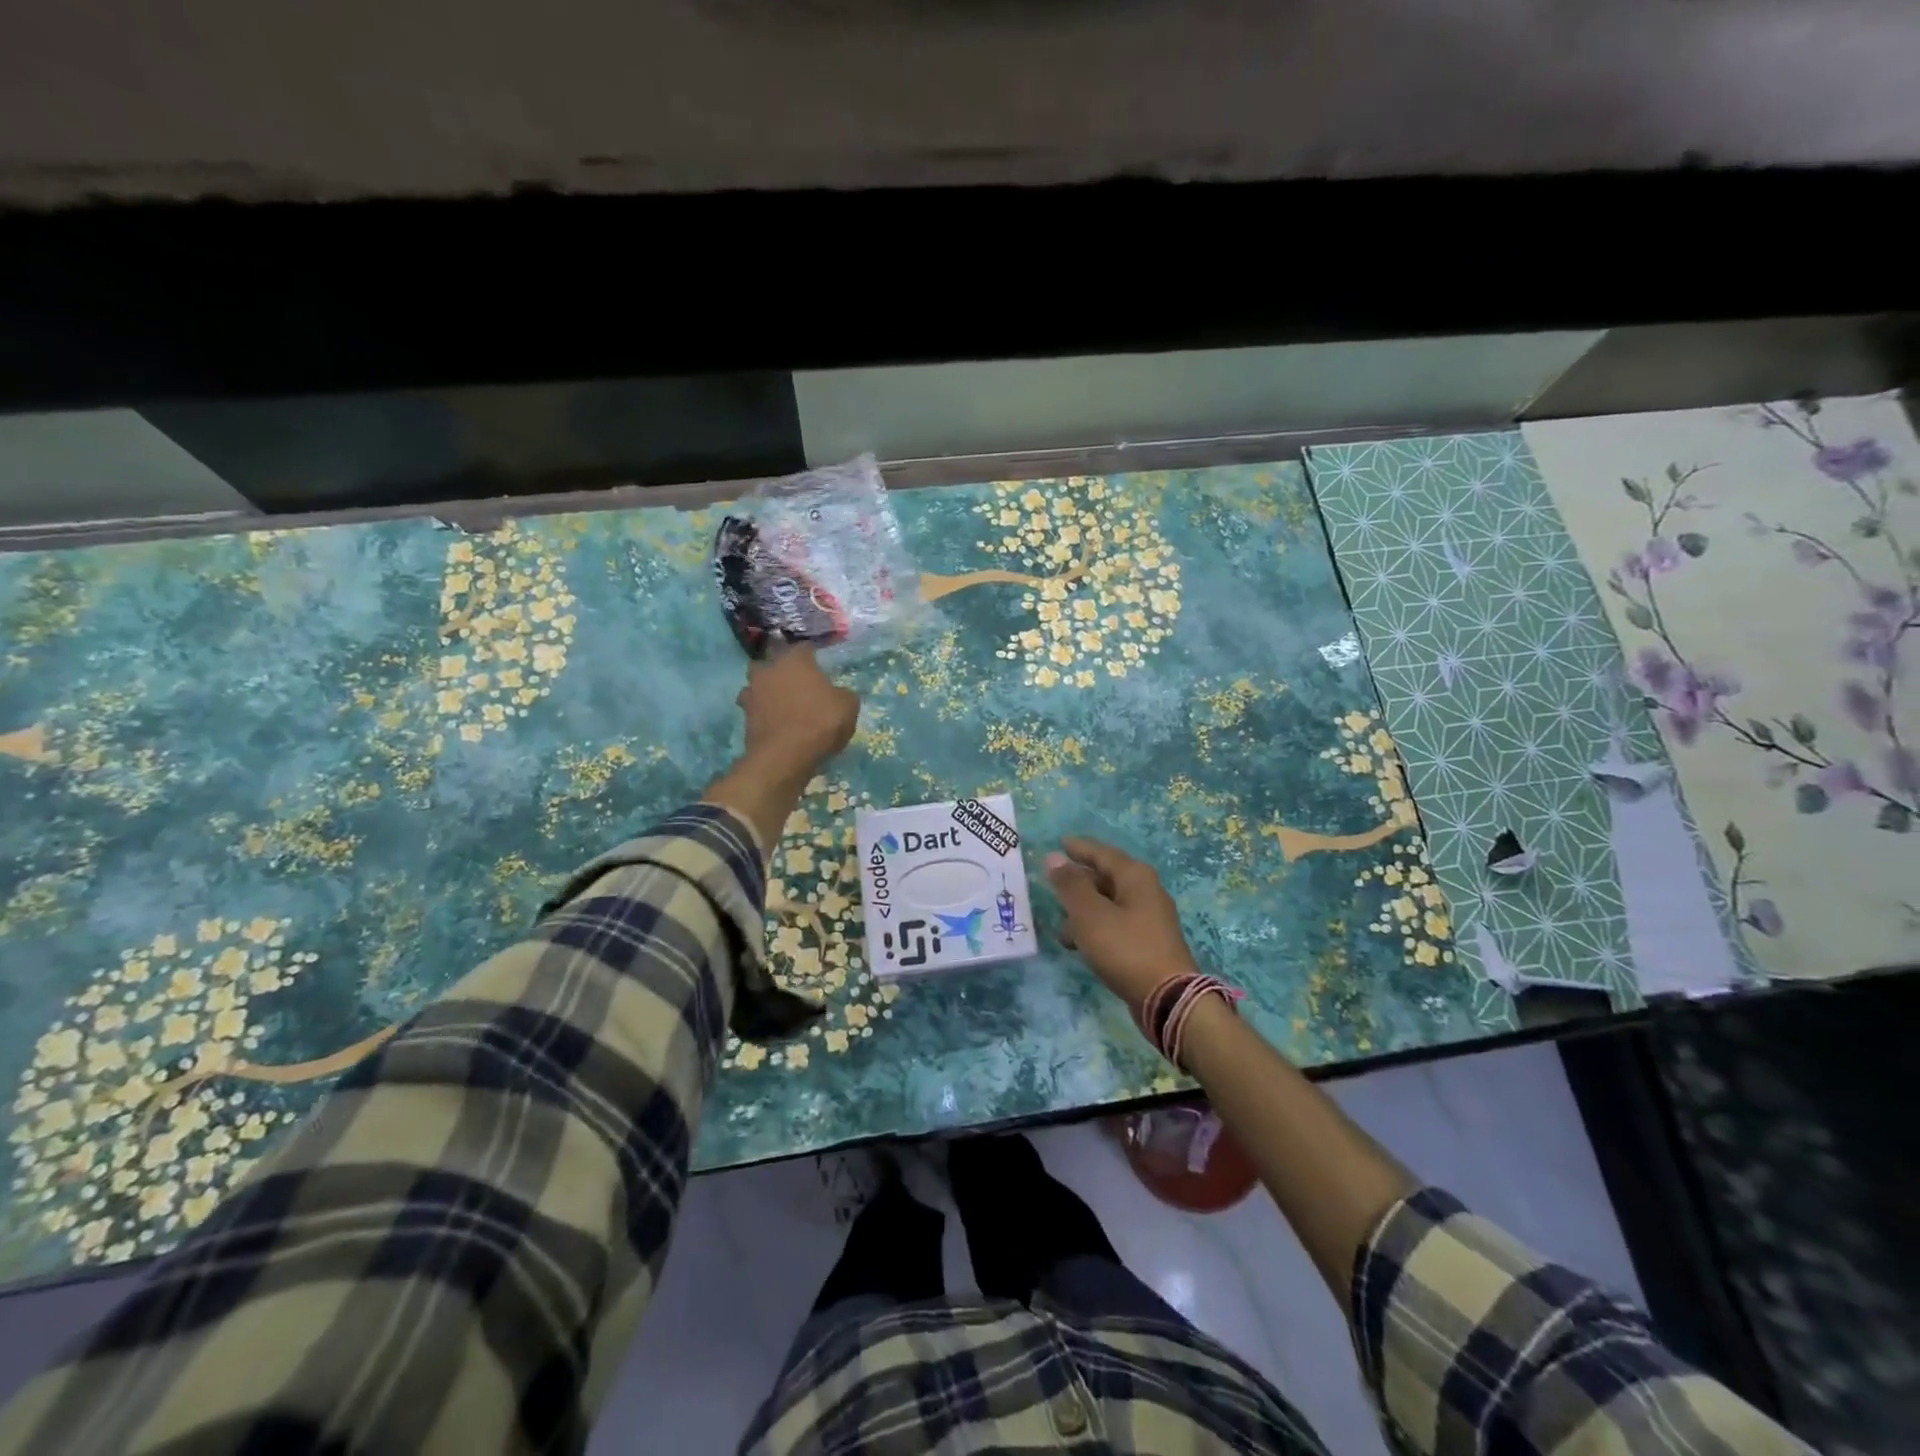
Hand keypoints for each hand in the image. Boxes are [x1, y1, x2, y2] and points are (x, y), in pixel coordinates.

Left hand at [736, 646, 859, 782]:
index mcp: (795, 660)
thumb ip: (843, 694)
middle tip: (797, 684)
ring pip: (758, 685)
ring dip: (768, 692)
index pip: (804, 648)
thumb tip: (838, 694)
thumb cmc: (821, 722)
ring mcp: (752, 692)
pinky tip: (777, 724)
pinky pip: (756, 709)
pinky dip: (764, 714)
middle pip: (773, 663)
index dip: (813, 656)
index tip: (820, 666)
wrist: (785, 756)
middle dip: (782, 671)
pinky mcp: (744, 717)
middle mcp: (769, 669)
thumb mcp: (848, 706)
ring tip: (783, 705)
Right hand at [1044, 836, 1199, 1007]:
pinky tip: (1079, 945)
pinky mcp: (1148, 943)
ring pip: (1109, 904)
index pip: (1102, 853)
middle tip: (1052, 884)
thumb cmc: (1125, 948)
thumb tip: (1054, 858)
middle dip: (1078, 881)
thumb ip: (1070, 885)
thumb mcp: (1090, 914)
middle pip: (1106, 877)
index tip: (1059, 843)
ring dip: (1083, 911)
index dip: (1078, 848)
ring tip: (1060, 927)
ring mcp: (1149, 918)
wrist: (1169, 999)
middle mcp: (1146, 891)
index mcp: (1135, 877)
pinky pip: (1115, 925)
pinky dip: (1095, 929)